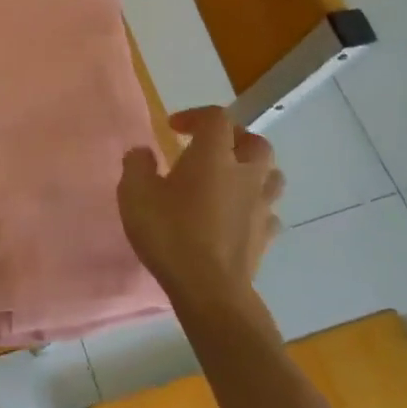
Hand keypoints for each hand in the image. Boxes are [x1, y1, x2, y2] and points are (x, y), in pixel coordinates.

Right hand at [118, 106, 283, 311]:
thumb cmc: (170, 234)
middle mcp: (244, 173)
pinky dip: (256, 206)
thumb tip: (143, 153)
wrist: (210, 290)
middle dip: (234, 138)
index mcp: (214, 155)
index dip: (195, 116)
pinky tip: (239, 216)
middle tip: (211, 148)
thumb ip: (137, 165)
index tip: (173, 128)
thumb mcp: (135, 194)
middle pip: (255, 142)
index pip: (216, 118)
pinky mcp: (266, 237)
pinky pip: (269, 211)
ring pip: (271, 175)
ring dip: (254, 170)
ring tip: (231, 179)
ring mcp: (261, 206)